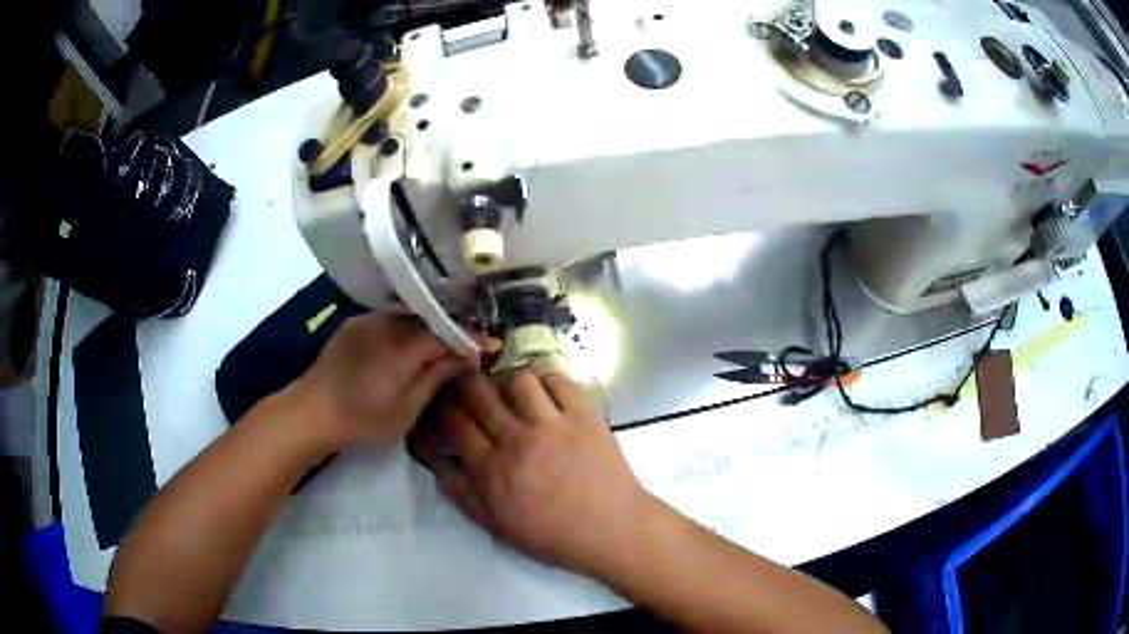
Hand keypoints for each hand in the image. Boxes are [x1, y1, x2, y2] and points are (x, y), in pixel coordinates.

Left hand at [287, 313, 485, 452]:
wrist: (312, 411)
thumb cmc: (363, 418)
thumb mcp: (407, 408)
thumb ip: (437, 377)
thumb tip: (466, 356)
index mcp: (401, 344)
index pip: (445, 330)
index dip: (470, 337)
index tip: (491, 346)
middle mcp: (386, 322)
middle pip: (429, 317)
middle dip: (453, 329)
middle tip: (470, 346)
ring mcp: (368, 319)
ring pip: (410, 316)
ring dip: (430, 327)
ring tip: (445, 344)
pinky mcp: (356, 323)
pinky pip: (391, 318)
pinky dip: (409, 327)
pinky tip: (413, 344)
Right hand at [415, 370, 652, 576]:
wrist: (612, 531)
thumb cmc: (554, 536)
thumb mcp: (500, 527)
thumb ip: (465, 497)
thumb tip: (439, 468)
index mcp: (493, 470)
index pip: (455, 424)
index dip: (443, 407)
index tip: (442, 402)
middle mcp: (517, 440)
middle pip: (479, 394)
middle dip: (464, 383)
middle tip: (468, 386)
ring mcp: (552, 425)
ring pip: (518, 380)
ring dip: (509, 383)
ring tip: (512, 395)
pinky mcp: (583, 416)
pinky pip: (558, 382)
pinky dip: (547, 382)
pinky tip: (546, 395)